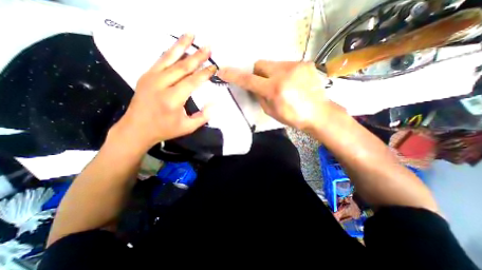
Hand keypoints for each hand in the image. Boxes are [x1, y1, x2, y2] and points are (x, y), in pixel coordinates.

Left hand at [110, 33, 215, 152]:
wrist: (137, 128)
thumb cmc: (165, 129)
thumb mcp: (188, 127)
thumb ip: (203, 116)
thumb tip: (215, 104)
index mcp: (172, 99)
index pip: (192, 81)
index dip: (205, 73)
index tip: (214, 67)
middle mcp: (161, 85)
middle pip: (182, 66)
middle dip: (197, 56)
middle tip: (208, 47)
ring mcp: (151, 78)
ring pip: (169, 58)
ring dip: (181, 45)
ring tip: (191, 34)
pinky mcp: (146, 76)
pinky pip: (160, 60)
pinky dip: (170, 52)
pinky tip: (177, 46)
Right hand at [219, 61, 335, 132]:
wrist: (319, 113)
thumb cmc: (293, 117)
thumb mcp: (271, 111)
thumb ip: (259, 97)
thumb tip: (255, 87)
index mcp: (274, 89)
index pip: (249, 80)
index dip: (234, 76)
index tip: (223, 72)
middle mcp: (284, 73)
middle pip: (260, 64)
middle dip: (257, 73)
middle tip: (263, 84)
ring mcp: (296, 66)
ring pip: (273, 64)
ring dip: (271, 74)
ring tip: (281, 86)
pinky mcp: (305, 63)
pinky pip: (286, 65)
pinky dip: (283, 73)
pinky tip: (291, 83)